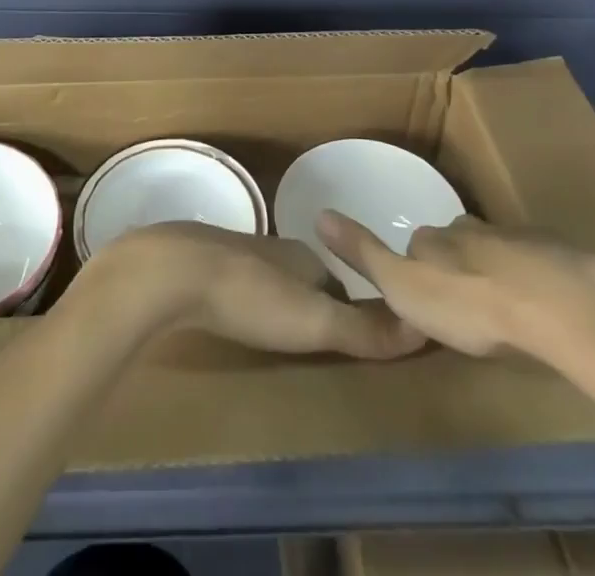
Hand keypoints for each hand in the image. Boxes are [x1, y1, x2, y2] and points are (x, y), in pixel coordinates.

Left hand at [79, 223, 425, 359]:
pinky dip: (246, 301)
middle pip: (306, 281)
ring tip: (281, 338)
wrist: (172, 272)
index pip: (341, 286)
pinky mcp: (203, 265)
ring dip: (279, 303)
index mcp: (304, 256)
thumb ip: (364, 329)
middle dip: (316, 306)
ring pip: (270, 280)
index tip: (359, 342)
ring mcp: (235, 253)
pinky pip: (237, 285)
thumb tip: (423, 325)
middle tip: (320, 345)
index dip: (353, 313)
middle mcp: (274, 249)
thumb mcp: (314, 320)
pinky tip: (237, 321)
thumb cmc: (250, 296)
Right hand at [316, 212, 594, 369]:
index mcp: (437, 236)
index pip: (419, 244)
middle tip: (466, 303)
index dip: (418, 267)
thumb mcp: (404, 286)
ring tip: (506, 309)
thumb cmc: (471, 304)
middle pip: (461, 243)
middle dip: (460, 265)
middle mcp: (474, 228)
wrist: (561, 306)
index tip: (424, 294)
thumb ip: (364, 254)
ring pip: (501, 252)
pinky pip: (542, 267)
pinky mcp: (562, 258)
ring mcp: (521, 239)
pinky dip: (538, 282)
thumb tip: (319, 213)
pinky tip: (546, 310)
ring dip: (499, 273)